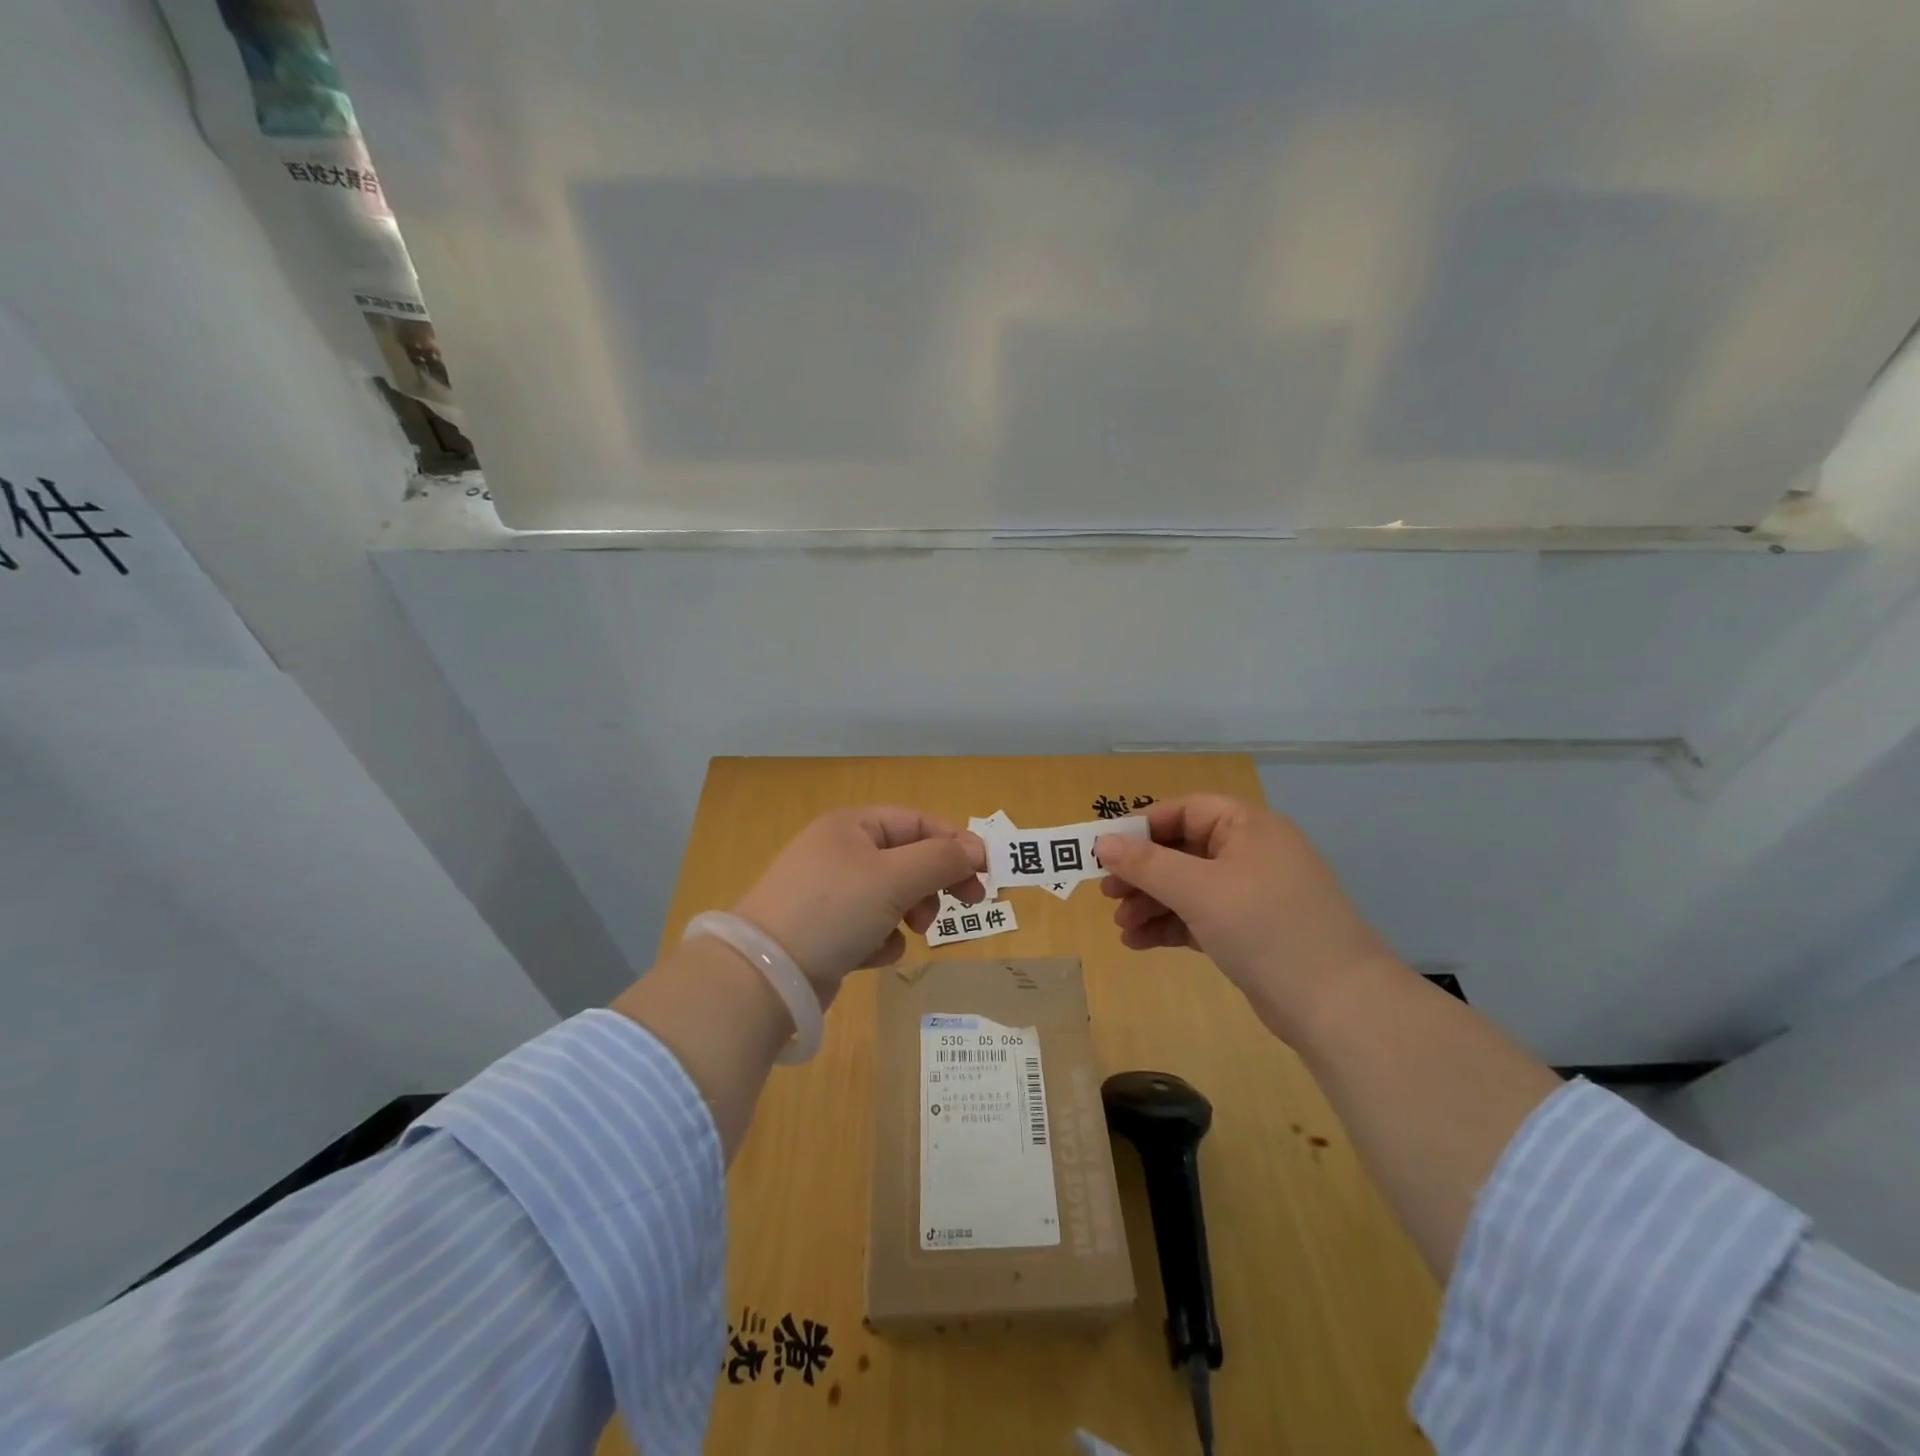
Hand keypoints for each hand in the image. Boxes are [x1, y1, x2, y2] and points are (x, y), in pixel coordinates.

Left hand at [733, 806, 985, 996]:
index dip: (954, 842)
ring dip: (909, 912)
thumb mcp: (894, 877)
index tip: (986, 871)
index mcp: (852, 825)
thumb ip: (940, 860)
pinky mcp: (825, 932)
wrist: (766, 975)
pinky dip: (881, 940)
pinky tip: (872, 955)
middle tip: (967, 903)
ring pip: (893, 896)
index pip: (917, 822)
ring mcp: (830, 894)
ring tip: (911, 931)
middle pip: (907, 859)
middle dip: (934, 882)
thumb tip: (974, 851)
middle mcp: (839, 852)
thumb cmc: (834, 910)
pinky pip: (870, 927)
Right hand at [1097, 795, 1394, 1038]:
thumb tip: (1102, 842)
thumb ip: (1147, 864)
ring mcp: (1250, 895)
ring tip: (1121, 927)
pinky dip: (1169, 926)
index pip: (1185, 810)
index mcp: (1248, 828)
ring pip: (1186, 887)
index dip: (1143, 827)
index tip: (1106, 850)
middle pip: (1181, 850)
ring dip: (1150, 903)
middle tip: (1107, 893)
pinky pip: (1197, 917)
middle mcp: (1250, 854)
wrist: (1339, 1006)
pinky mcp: (1248, 932)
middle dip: (1142, 872)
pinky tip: (1138, 943)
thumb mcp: (1199, 890)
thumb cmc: (1265, 928)